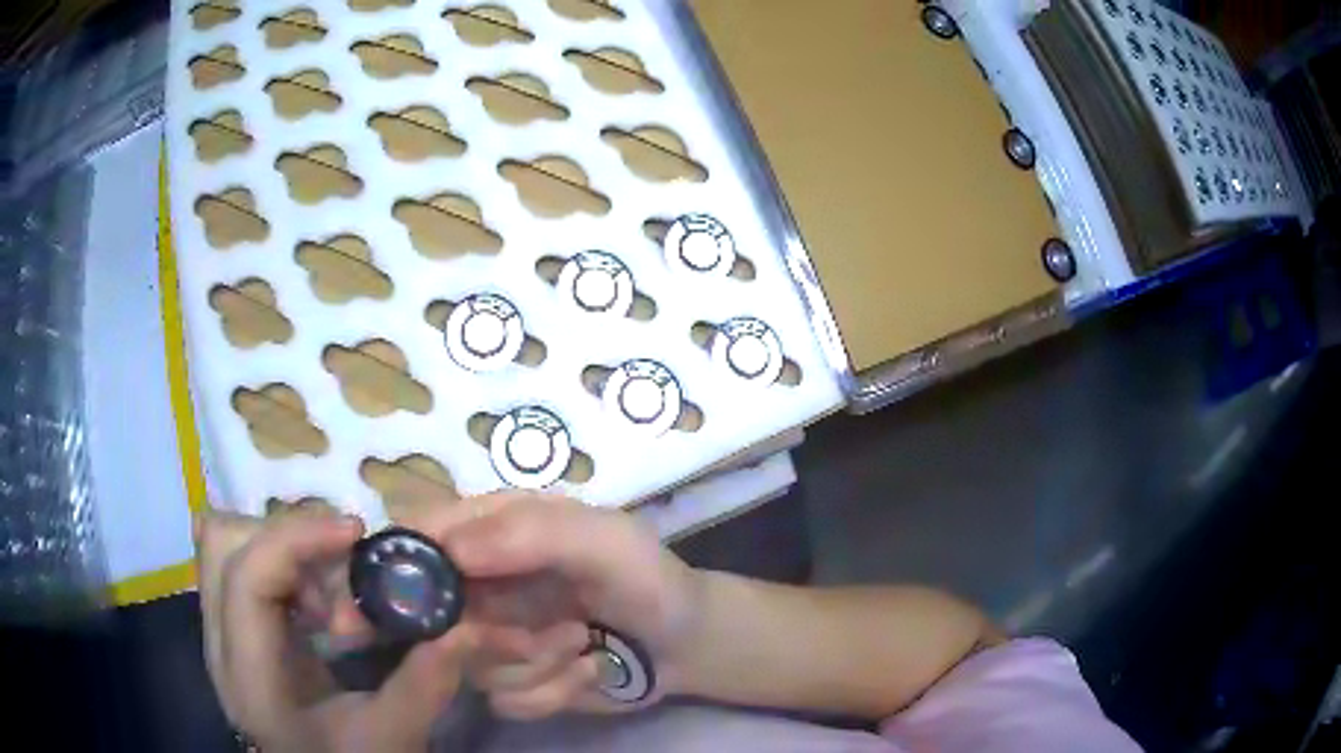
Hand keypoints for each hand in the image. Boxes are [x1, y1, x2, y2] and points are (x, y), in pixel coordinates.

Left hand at [197, 507, 476, 751]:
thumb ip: (424, 685)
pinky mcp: (238, 627)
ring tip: (333, 593)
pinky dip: (285, 565)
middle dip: (285, 536)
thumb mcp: (391, 738)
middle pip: (222, 543)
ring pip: (230, 545)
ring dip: (285, 549)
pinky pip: (248, 565)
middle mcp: (222, 642)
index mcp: (250, 674)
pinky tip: (322, 607)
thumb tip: (465, 627)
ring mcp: (224, 630)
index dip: (296, 538)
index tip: (356, 532)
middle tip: (340, 562)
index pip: (247, 576)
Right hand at [433, 494, 702, 719]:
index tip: (413, 600)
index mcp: (493, 531)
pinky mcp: (515, 682)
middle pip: (429, 615)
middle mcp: (481, 584)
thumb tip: (449, 549)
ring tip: (581, 641)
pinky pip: (504, 700)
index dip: (404, 566)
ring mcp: (494, 637)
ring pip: (469, 665)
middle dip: (480, 637)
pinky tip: (589, 669)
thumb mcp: (603, 540)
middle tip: (539, 635)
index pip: (422, 537)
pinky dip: (551, 692)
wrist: (686, 643)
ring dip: (534, 663)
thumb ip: (530, 534)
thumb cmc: (646, 578)